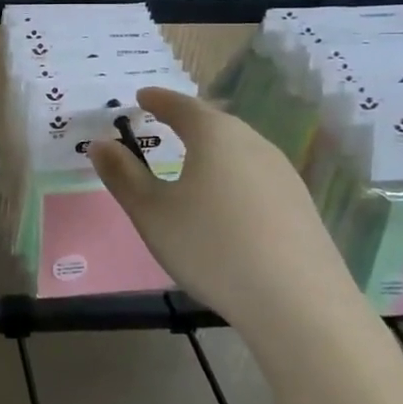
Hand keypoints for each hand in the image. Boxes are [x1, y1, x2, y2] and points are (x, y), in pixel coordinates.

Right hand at [87, 87, 355, 329]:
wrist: (299, 306)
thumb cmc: (210, 247)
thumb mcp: (151, 212)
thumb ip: (123, 175)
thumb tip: (101, 144)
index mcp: (215, 135)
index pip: (181, 105)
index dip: (158, 100)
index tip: (141, 97)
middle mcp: (253, 143)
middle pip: (215, 122)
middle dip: (187, 120)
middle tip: (164, 123)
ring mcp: (283, 174)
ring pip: (239, 149)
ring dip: (213, 149)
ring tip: (192, 161)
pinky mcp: (301, 206)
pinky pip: (257, 176)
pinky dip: (233, 176)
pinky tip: (227, 202)